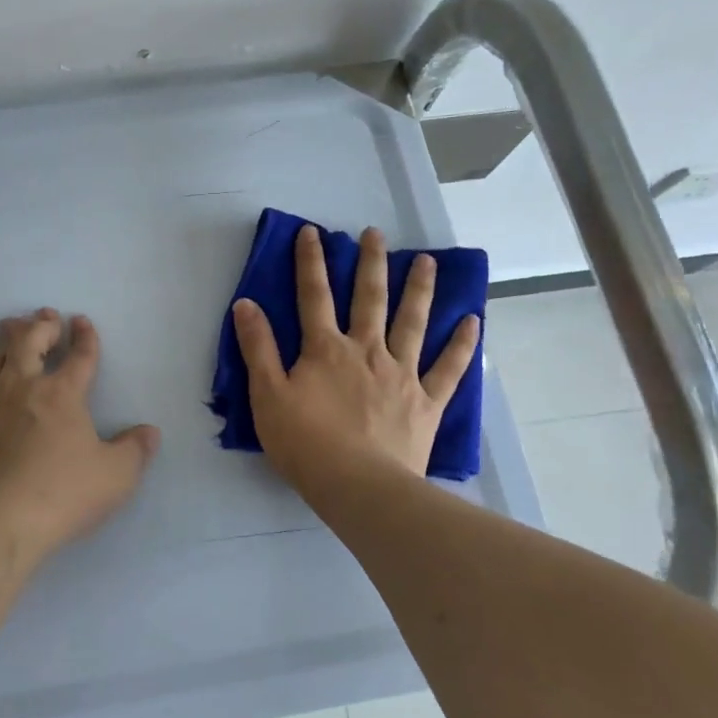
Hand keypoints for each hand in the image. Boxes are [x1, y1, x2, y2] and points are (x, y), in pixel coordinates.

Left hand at [0, 308, 160, 556]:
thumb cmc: (61, 494)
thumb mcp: (115, 477)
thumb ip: (134, 451)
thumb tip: (149, 432)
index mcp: (62, 394)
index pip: (79, 355)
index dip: (84, 336)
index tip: (82, 321)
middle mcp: (22, 387)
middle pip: (28, 340)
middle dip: (40, 324)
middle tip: (46, 318)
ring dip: (7, 343)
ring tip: (12, 341)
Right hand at [231, 225, 478, 491]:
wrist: (359, 487)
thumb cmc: (306, 444)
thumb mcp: (268, 396)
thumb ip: (258, 348)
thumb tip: (246, 304)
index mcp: (326, 349)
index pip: (314, 295)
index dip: (310, 261)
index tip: (312, 231)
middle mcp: (367, 350)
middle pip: (369, 298)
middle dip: (371, 263)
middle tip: (376, 233)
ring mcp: (402, 374)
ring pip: (412, 323)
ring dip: (419, 290)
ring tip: (427, 262)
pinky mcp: (427, 401)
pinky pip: (448, 368)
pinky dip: (462, 345)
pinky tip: (472, 321)